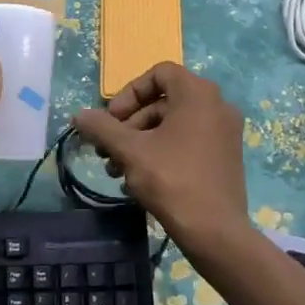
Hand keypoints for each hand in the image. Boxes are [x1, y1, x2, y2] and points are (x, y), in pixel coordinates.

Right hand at [72, 62, 248, 252]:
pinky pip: (188, 141)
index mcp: (198, 94)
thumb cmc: (172, 180)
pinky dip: (162, 152)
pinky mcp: (225, 156)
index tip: (112, 120)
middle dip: (130, 124)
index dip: (130, 93)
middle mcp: (217, 105)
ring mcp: (224, 132)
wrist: (215, 231)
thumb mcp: (130, 151)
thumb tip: (78, 115)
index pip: (159, 73)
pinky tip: (139, 180)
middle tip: (108, 150)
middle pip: (163, 102)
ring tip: (117, 170)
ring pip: (172, 125)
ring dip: (140, 142)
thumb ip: (102, 128)